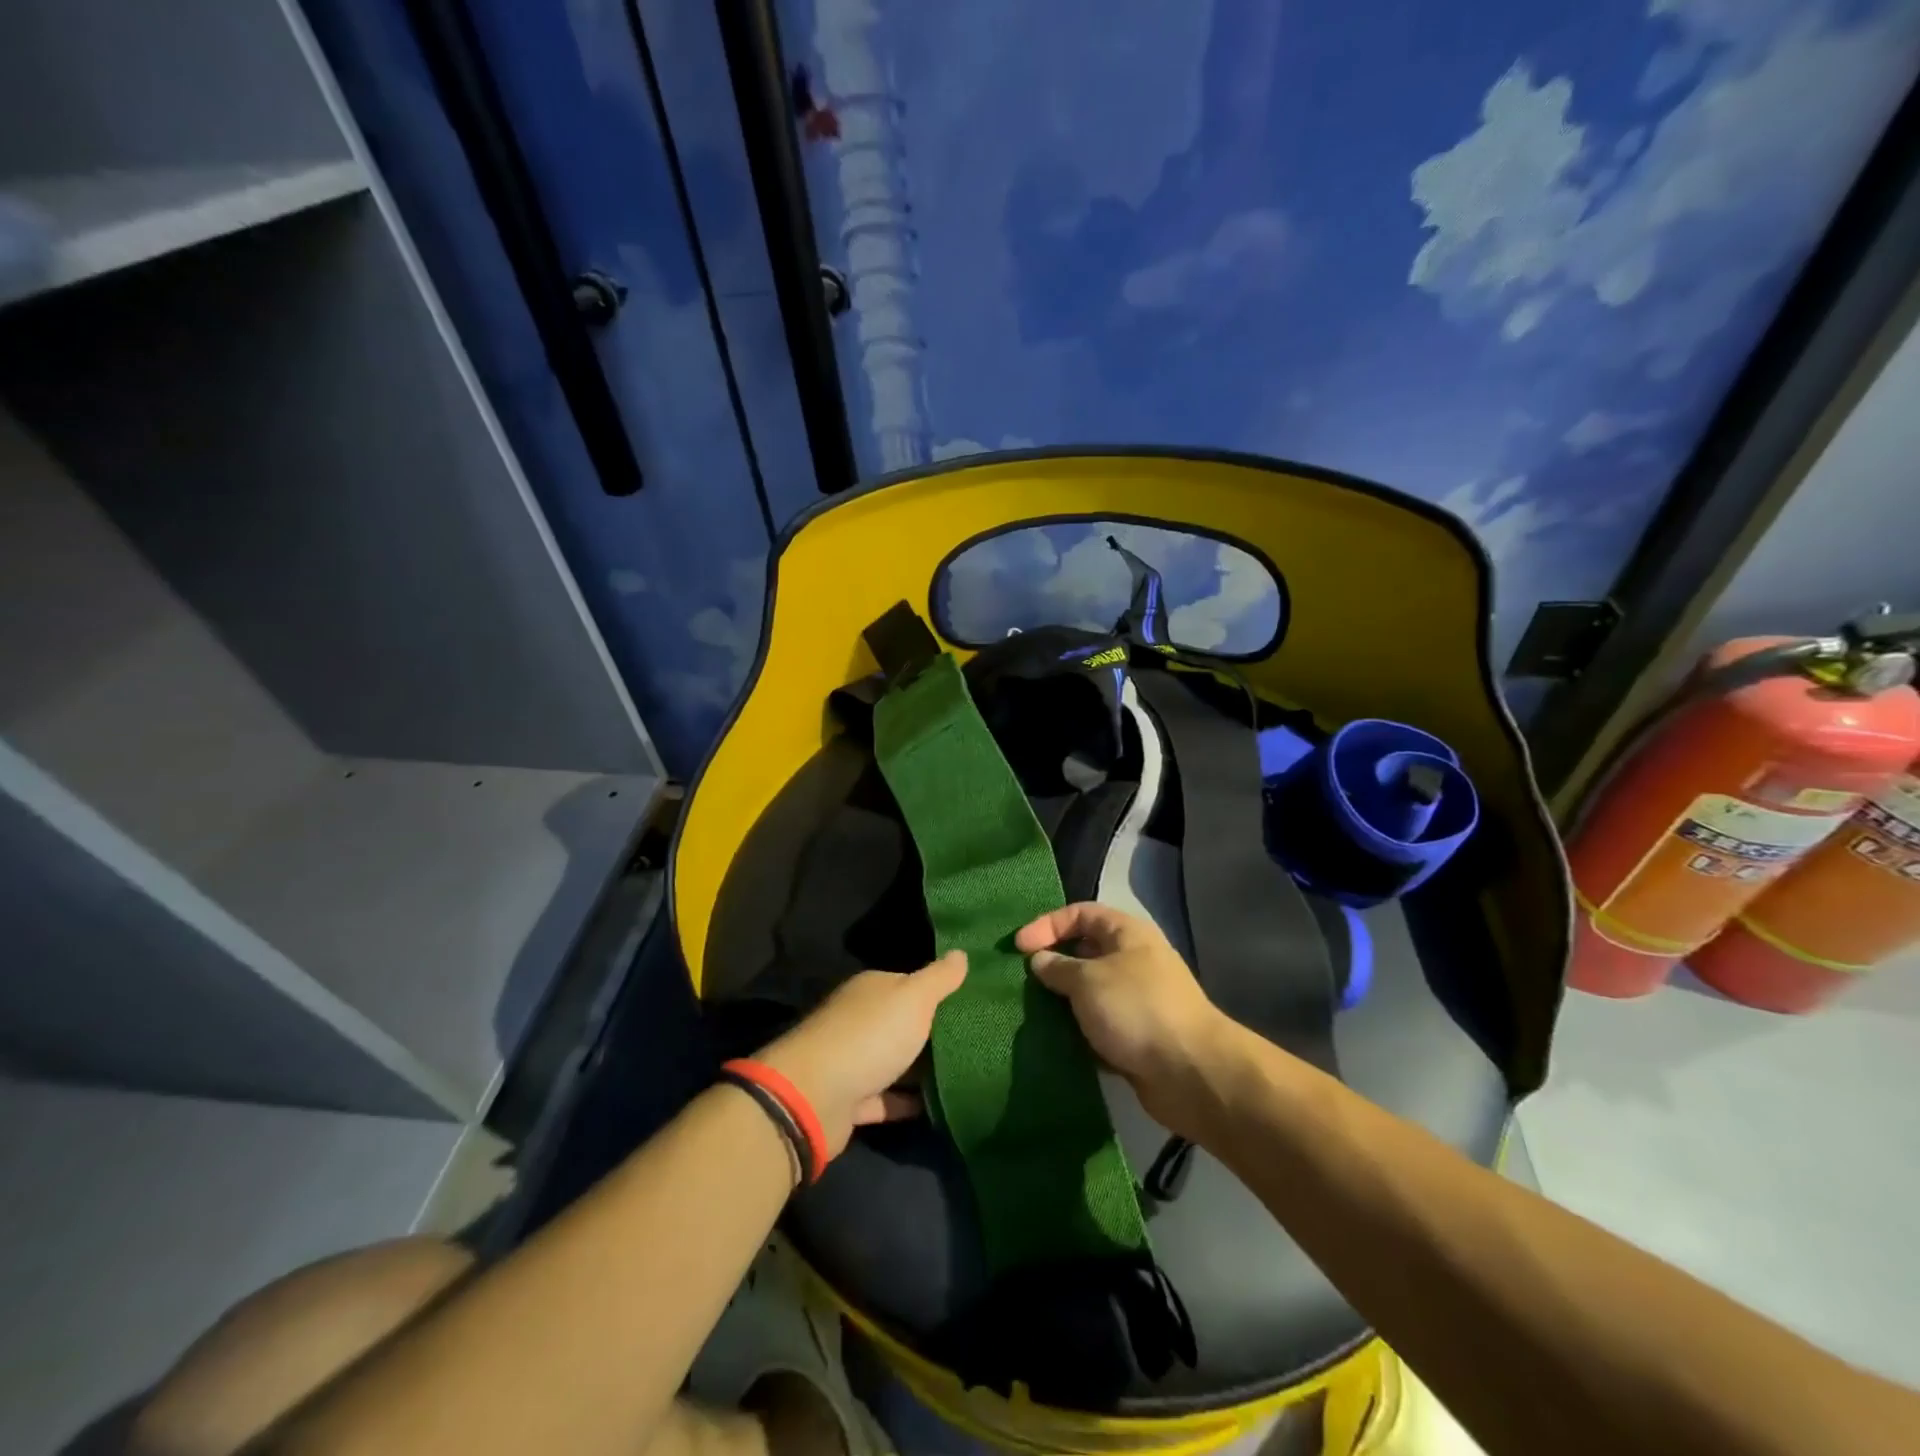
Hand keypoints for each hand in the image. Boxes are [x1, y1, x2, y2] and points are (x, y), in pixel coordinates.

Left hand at [757, 951, 967, 1155]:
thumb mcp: (913, 998)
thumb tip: (961, 952)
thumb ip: (939, 977)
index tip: (974, 1002)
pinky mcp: (851, 1101)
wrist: (814, 1096)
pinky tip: (941, 1106)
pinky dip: (909, 1102)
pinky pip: (888, 1099)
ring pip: (896, 1062)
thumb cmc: (870, 1036)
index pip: (911, 984)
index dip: (940, 991)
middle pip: (904, 1023)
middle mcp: (860, 1020)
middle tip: (980, 1040)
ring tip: (969, 1073)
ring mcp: (854, 1061)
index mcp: (872, 990)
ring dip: (923, 1070)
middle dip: (935, 1032)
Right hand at [1015, 903, 1233, 1133]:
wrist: (1191, 1073)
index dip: (1047, 924)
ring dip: (1061, 1002)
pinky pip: (1096, 1027)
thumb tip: (1039, 960)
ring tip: (1027, 1011)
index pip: (1080, 914)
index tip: (1018, 947)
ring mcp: (1135, 1001)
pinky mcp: (1134, 1038)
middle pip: (1084, 952)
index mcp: (1127, 934)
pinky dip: (1075, 1032)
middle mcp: (1133, 961)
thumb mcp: (1088, 980)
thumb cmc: (1137, 1009)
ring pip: (1088, 993)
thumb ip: (1059, 967)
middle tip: (1018, 979)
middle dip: (1051, 963)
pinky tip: (1051, 1041)